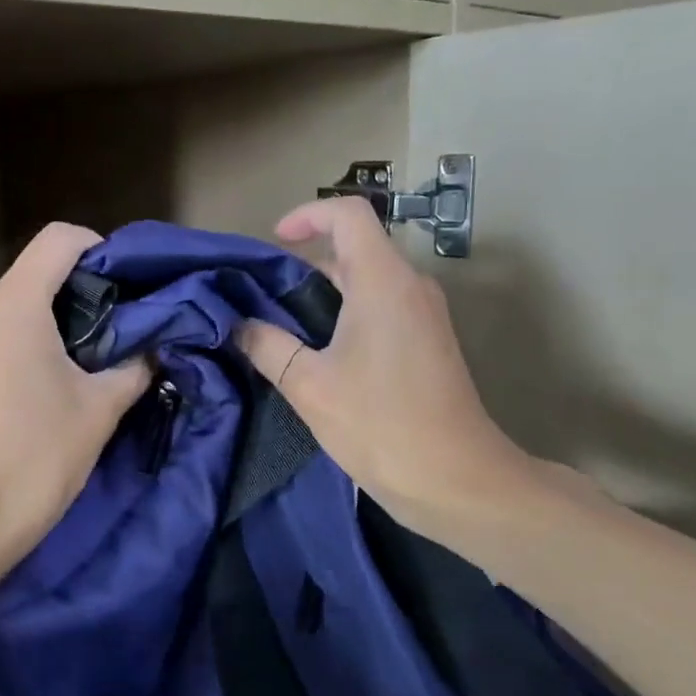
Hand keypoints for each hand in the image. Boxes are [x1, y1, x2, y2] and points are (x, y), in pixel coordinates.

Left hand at [0, 223, 151, 581]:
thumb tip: (150, 350)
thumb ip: (131, 368)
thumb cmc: (32, 461)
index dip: (94, 247)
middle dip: (66, 306)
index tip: (116, 283)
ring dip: (29, 338)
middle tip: (97, 347)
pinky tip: (9, 408)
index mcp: (10, 307)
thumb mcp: (97, 413)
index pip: (57, 240)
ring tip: (52, 385)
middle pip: (27, 284)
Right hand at [235, 197, 536, 535]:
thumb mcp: (309, 385)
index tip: (275, 242)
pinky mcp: (428, 341)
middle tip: (263, 296)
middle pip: (355, 247)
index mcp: (383, 282)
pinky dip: (345, 312)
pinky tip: (318, 353)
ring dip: (323, 292)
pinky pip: (381, 305)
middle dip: (306, 263)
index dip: (307, 215)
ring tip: (282, 327)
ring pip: (367, 279)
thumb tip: (239, 325)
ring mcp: (424, 314)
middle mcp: (409, 286)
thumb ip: (267, 346)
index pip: (348, 215)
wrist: (457, 480)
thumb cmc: (381, 425)